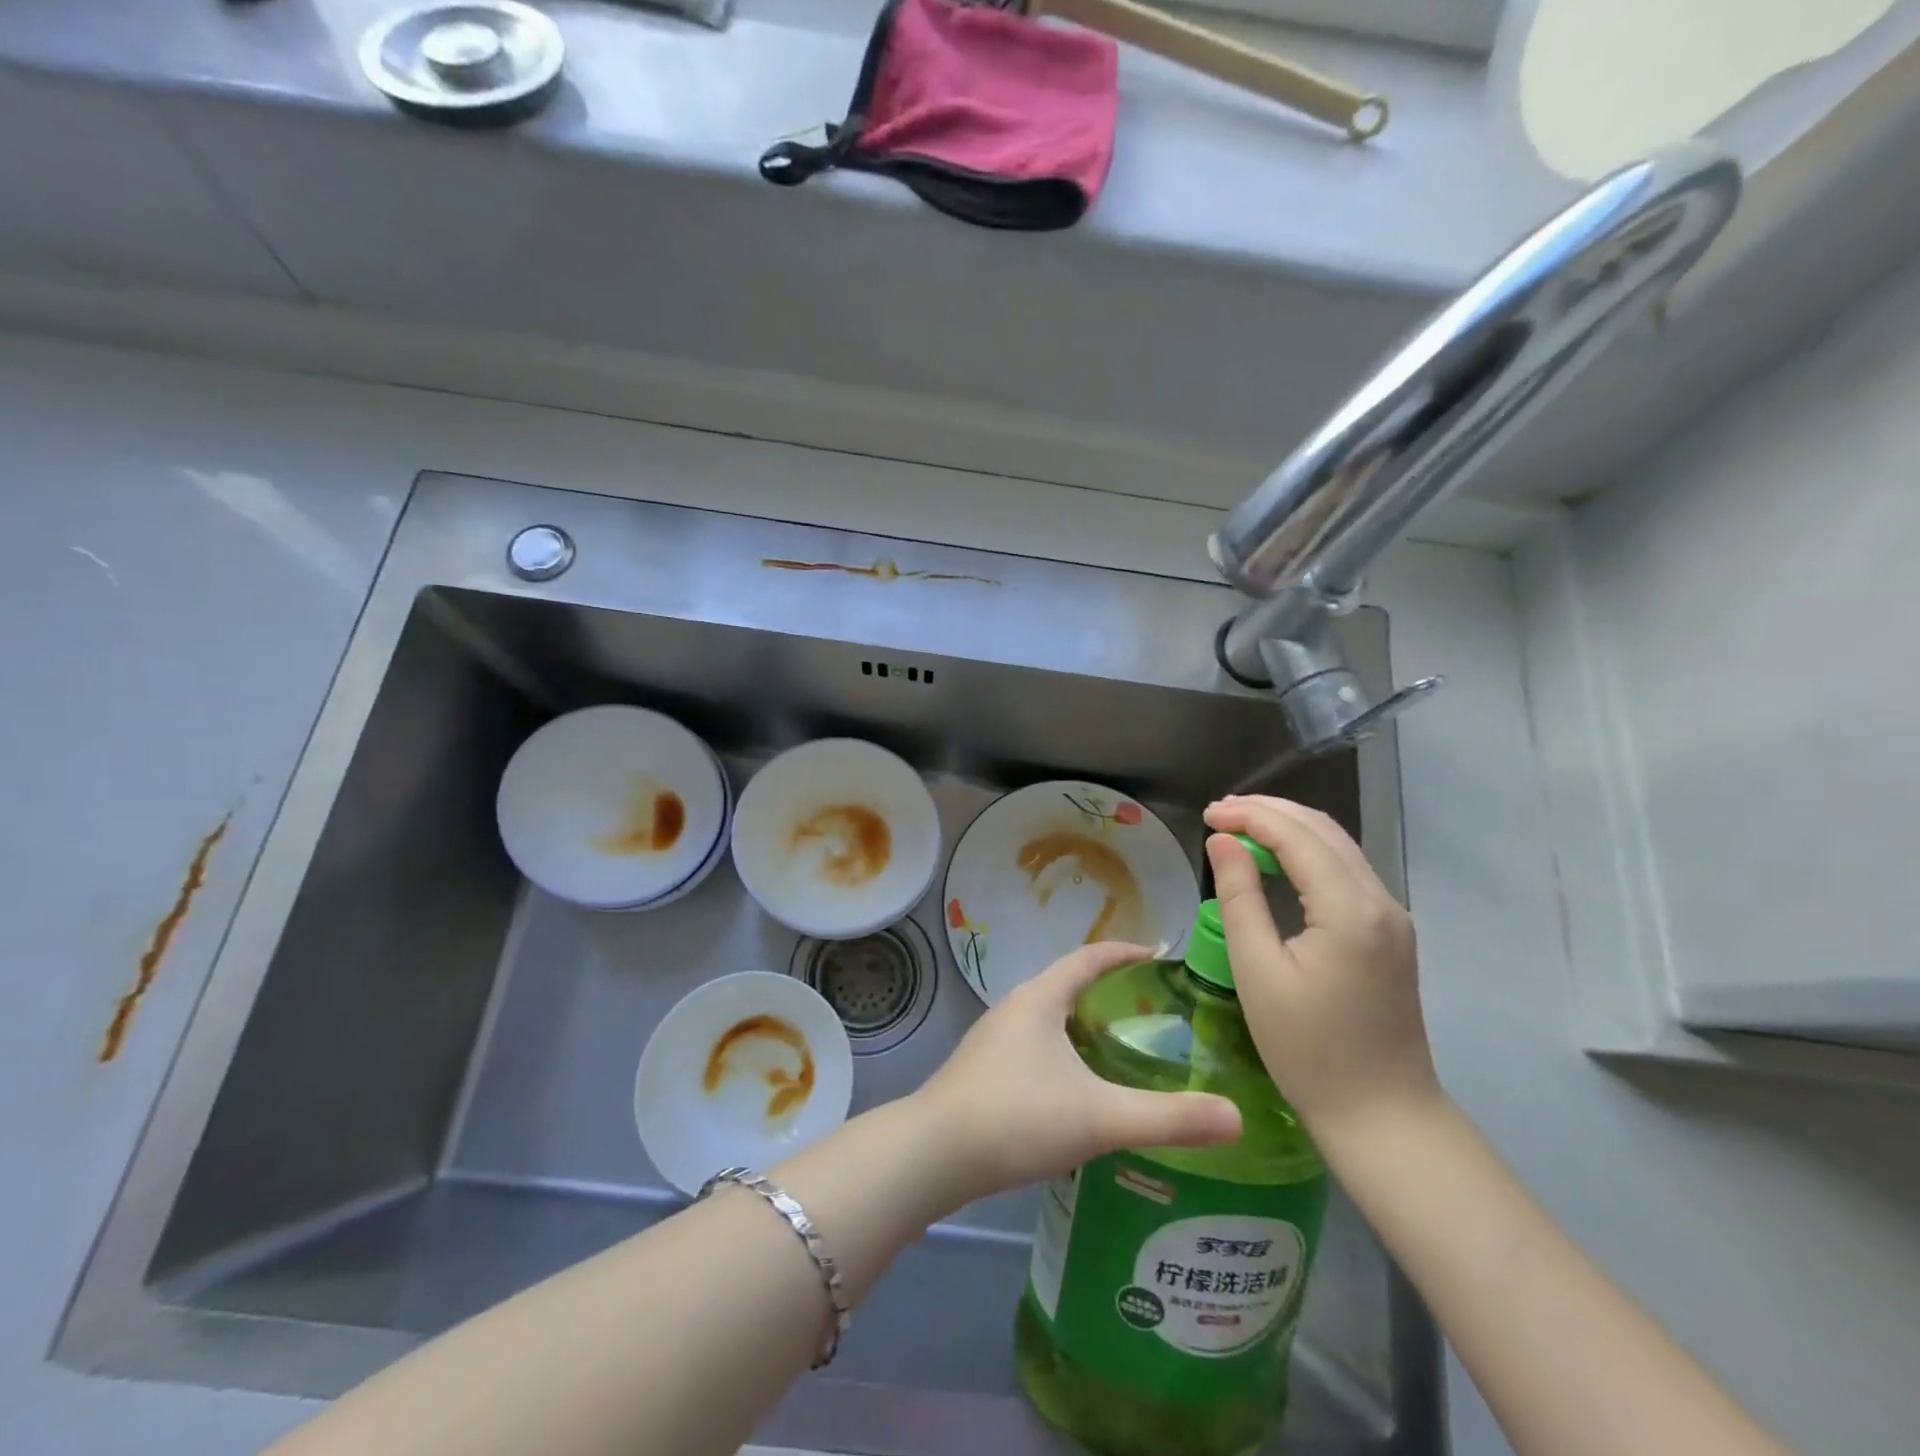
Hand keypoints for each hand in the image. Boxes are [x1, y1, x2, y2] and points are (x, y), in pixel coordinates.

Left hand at [914, 941, 1241, 1202]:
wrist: (932, 1155)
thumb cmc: (1017, 1117)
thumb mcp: (1100, 1118)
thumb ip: (1168, 1118)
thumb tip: (1236, 1117)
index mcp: (1040, 998)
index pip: (1089, 958)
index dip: (1125, 952)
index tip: (1159, 955)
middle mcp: (1014, 1007)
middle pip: (1067, 985)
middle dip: (1108, 991)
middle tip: (1152, 1012)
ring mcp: (993, 1039)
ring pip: (1048, 1018)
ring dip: (1082, 1025)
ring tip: (1120, 1050)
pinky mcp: (982, 1070)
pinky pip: (1033, 1046)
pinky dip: (1062, 1052)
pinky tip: (1076, 1090)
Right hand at [1203, 795, 1441, 1143]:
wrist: (1383, 1115)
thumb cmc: (1308, 1049)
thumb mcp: (1258, 971)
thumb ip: (1239, 897)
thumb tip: (1222, 841)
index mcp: (1350, 909)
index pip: (1296, 836)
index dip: (1249, 815)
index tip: (1206, 815)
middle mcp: (1381, 900)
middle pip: (1323, 829)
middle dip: (1269, 811)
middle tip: (1218, 814)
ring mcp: (1393, 916)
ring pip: (1338, 846)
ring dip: (1289, 828)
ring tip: (1240, 827)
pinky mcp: (1391, 933)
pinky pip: (1346, 871)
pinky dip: (1308, 852)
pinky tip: (1277, 860)